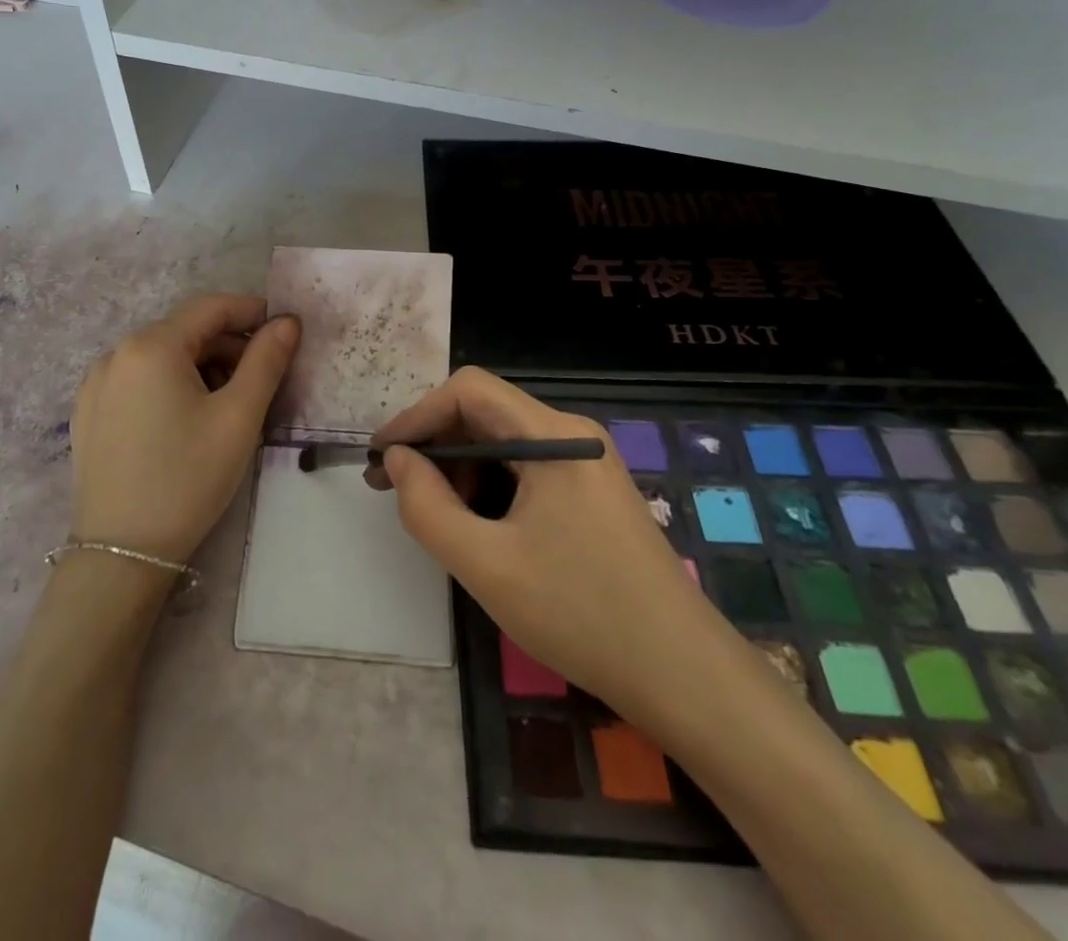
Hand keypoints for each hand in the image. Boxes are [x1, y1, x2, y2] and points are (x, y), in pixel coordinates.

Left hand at [68, 294, 299, 565]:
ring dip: (200, 366)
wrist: (121, 553)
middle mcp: (116, 353)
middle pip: (185, 331)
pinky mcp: (88, 412)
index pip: (211, 307)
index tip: (284, 330)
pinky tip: (185, 420)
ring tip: (227, 404)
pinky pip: (138, 380)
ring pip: (162, 356)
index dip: (252, 311)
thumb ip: (266, 361)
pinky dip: (169, 384)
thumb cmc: (187, 478)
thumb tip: (287, 321)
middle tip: (262, 379)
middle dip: (228, 346)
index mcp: (152, 345)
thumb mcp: (238, 417)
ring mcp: (96, 383)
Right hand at [369, 368, 716, 717]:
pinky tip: (473, 522)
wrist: (686, 678)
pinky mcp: (591, 491)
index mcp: (554, 436)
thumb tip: (398, 461)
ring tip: (429, 510)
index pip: (468, 391)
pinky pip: (525, 468)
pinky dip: (488, 484)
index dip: (417, 415)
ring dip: (458, 465)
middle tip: (392, 485)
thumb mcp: (487, 565)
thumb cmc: (582, 614)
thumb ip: (427, 507)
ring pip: (503, 441)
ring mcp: (586, 462)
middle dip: (433, 442)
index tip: (382, 457)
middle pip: (485, 411)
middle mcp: (572, 435)